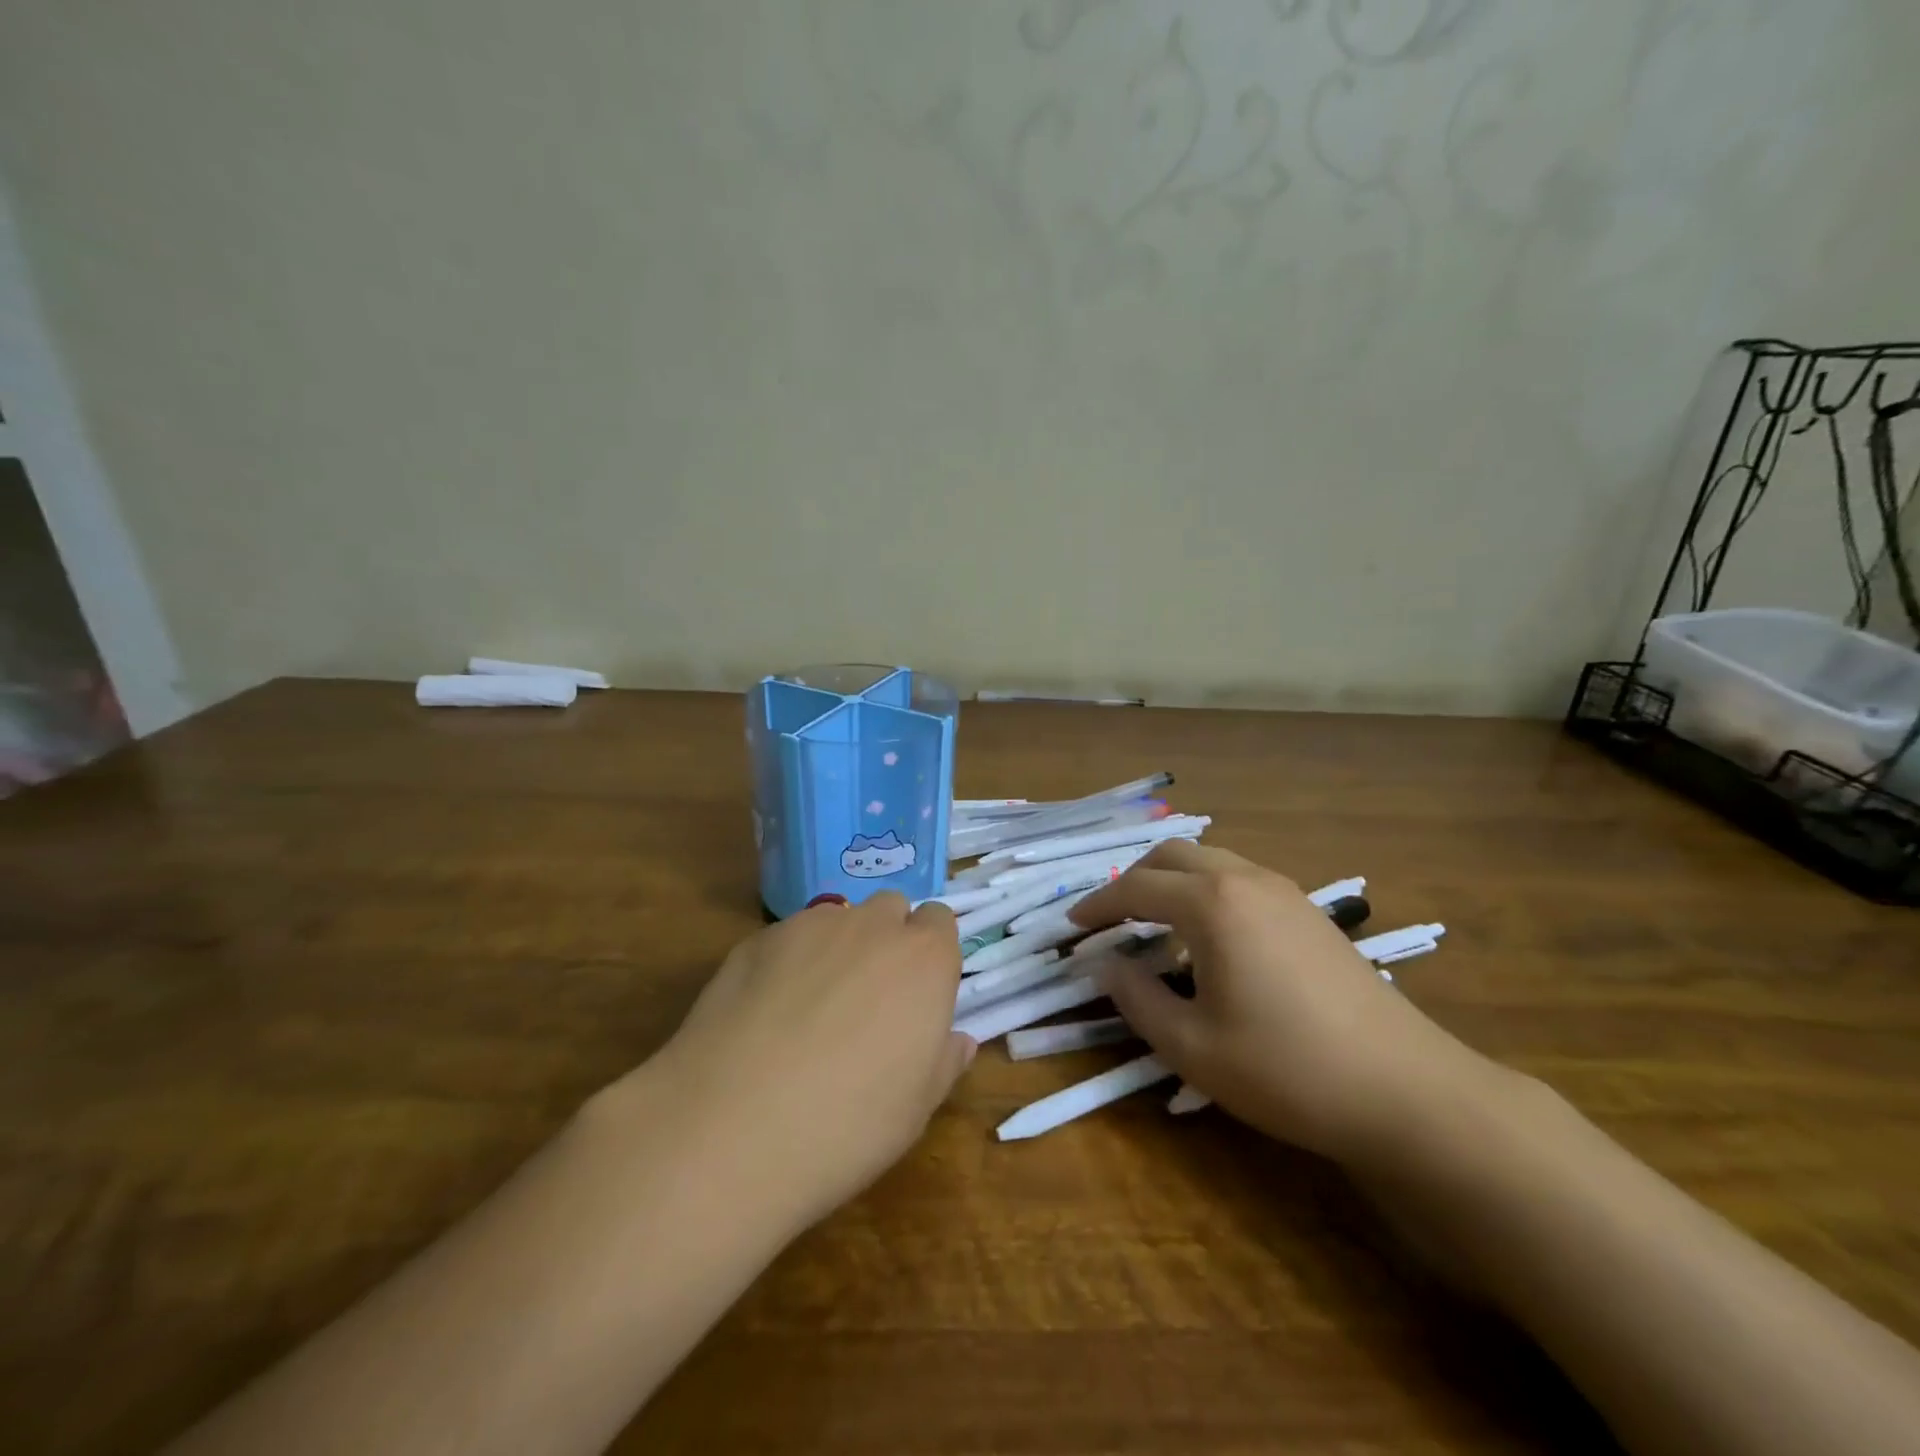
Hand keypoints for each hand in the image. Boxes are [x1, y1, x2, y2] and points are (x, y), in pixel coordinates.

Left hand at [642, 893, 971, 1230]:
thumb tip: (958, 1040)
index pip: (940, 922)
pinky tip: (766, 1013)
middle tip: (870, 998)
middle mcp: (872, 926)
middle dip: (888, 939)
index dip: (931, 954)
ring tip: (812, 1006)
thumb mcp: (916, 1108)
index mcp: (924, 959)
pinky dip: (789, 962)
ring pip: (838, 919)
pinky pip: (788, 937)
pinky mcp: (758, 939)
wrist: (733, 1126)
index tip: (918, 994)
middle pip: (891, 909)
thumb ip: (943, 1061)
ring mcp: (811, 926)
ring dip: (838, 946)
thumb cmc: (848, 1124)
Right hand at [1069, 841, 1496, 1167]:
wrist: (1404, 1090)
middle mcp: (1245, 879)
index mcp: (1211, 903)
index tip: (1073, 927)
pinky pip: (1240, 879)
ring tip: (1155, 927)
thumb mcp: (1192, 1046)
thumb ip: (1136, 999)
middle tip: (1110, 921)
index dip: (1097, 905)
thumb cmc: (1285, 1068)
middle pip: (1172, 855)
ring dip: (1172, 882)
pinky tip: (1210, 939)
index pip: (1135, 888)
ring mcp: (1284, 891)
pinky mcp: (1309, 911)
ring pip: (1210, 861)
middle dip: (1132, 880)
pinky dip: (1207, 891)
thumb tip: (1106, 967)